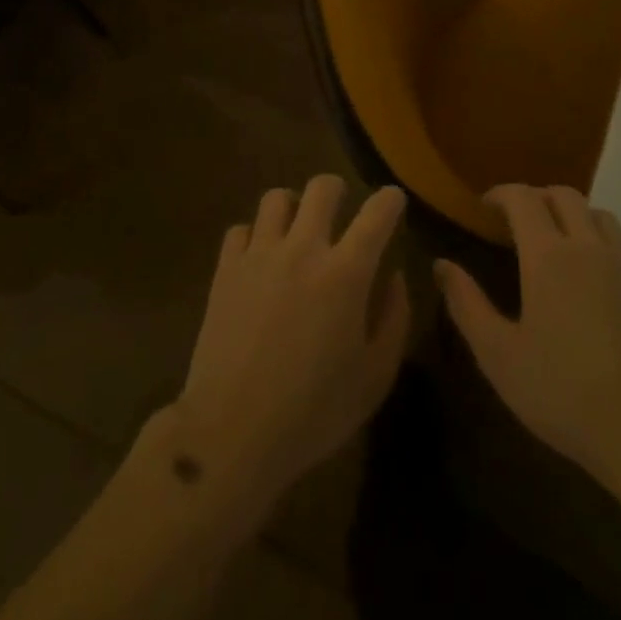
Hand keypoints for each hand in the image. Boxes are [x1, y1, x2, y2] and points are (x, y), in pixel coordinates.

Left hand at [173, 175, 409, 511]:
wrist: (233, 432)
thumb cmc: (313, 412)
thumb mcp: (374, 377)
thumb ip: (394, 319)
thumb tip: (395, 276)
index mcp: (346, 273)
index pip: (376, 213)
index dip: (390, 200)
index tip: (393, 200)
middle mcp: (303, 249)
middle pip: (322, 188)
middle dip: (338, 190)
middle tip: (341, 211)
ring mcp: (260, 255)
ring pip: (277, 198)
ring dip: (293, 207)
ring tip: (296, 230)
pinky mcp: (225, 269)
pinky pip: (240, 229)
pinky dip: (254, 236)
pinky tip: (260, 259)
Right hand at [435, 184, 620, 495]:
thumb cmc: (565, 395)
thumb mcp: (499, 356)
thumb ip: (467, 304)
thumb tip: (442, 265)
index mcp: (550, 257)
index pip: (523, 198)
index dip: (501, 193)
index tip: (485, 206)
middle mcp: (591, 250)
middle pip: (565, 196)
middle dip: (537, 197)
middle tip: (516, 223)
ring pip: (601, 217)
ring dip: (574, 217)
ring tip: (557, 246)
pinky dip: (601, 252)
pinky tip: (594, 293)